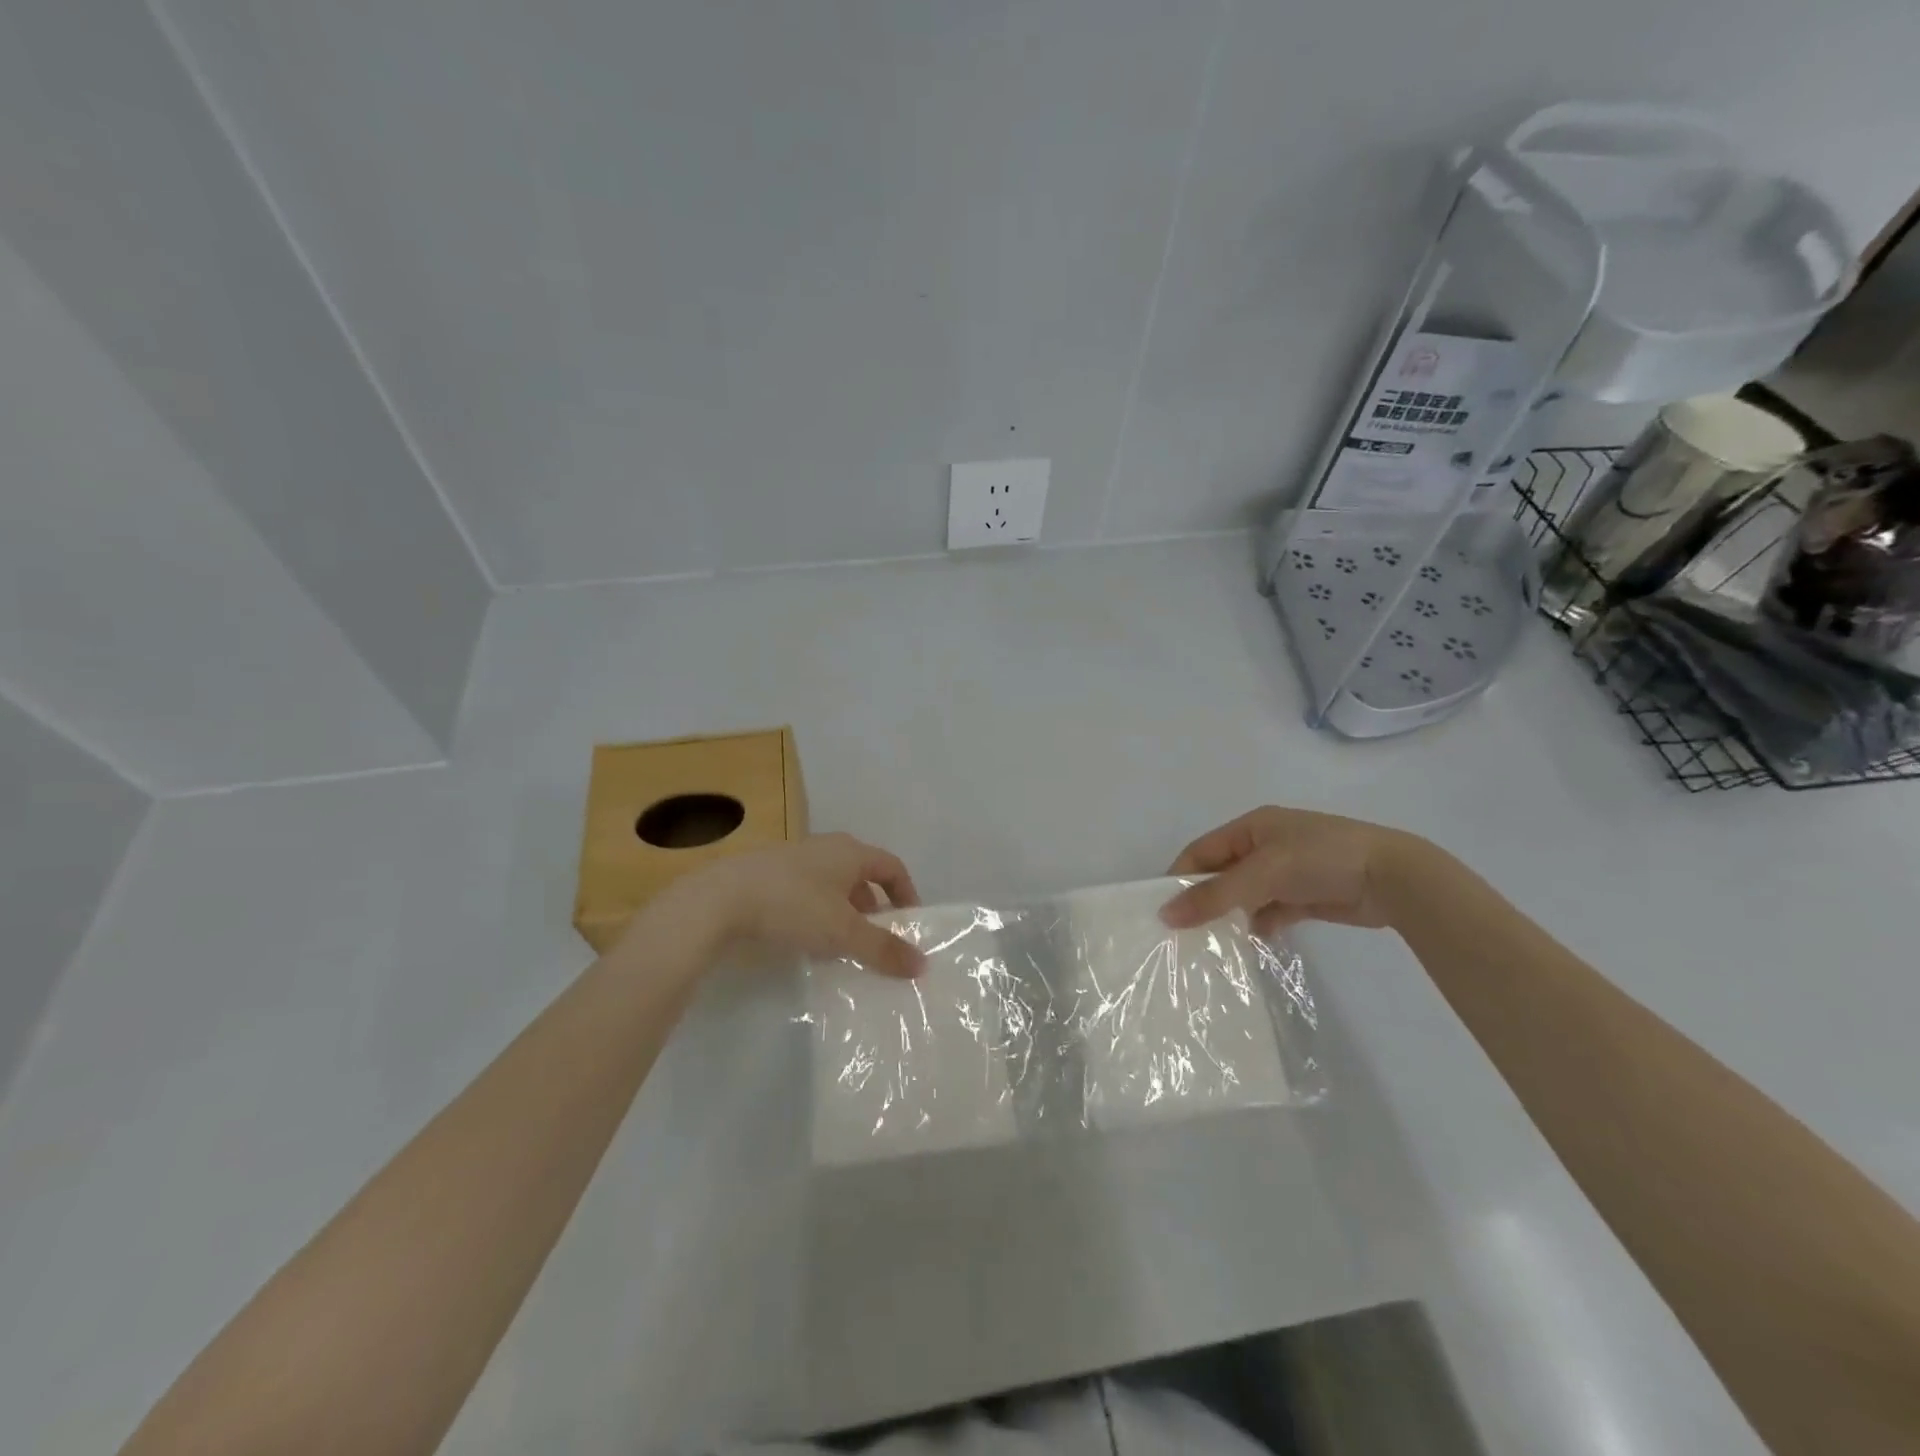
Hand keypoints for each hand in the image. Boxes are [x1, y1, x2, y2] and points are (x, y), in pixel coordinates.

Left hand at [636, 833, 926, 977]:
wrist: (718, 900)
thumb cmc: (792, 906)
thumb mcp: (843, 932)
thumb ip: (883, 949)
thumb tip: (922, 965)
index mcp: (850, 851)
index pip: (891, 866)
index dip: (907, 893)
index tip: (910, 925)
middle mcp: (825, 847)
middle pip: (861, 876)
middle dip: (874, 909)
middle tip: (877, 941)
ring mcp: (793, 859)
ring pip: (831, 886)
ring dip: (844, 914)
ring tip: (843, 947)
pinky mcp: (766, 875)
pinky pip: (805, 892)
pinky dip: (816, 914)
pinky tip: (806, 941)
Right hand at [1159, 806, 1422, 935]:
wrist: (1394, 878)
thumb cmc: (1322, 859)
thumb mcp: (1263, 873)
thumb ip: (1215, 895)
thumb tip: (1166, 915)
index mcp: (1252, 827)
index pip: (1202, 851)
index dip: (1180, 877)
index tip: (1161, 910)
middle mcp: (1265, 846)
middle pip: (1221, 874)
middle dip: (1203, 899)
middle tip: (1182, 932)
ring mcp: (1287, 872)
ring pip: (1245, 895)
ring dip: (1231, 916)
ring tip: (1211, 944)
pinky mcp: (1306, 896)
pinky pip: (1270, 911)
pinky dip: (1259, 925)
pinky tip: (1251, 942)